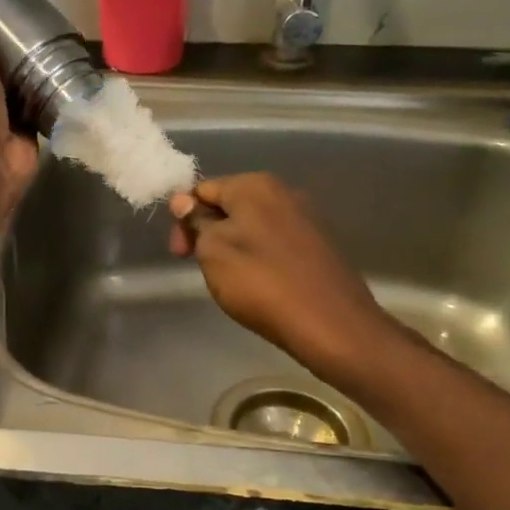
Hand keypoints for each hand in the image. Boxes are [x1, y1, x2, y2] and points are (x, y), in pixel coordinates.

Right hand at [168, 173, 396, 383]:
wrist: (330, 323)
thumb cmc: (261, 282)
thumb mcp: (213, 251)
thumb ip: (197, 222)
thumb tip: (185, 200)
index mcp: (255, 185)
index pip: (202, 189)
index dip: (183, 219)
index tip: (180, 253)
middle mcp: (284, 191)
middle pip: (230, 204)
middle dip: (208, 231)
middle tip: (201, 267)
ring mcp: (306, 217)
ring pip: (253, 224)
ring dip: (233, 245)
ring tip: (229, 278)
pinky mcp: (320, 244)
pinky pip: (276, 242)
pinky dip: (260, 256)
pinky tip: (259, 283)